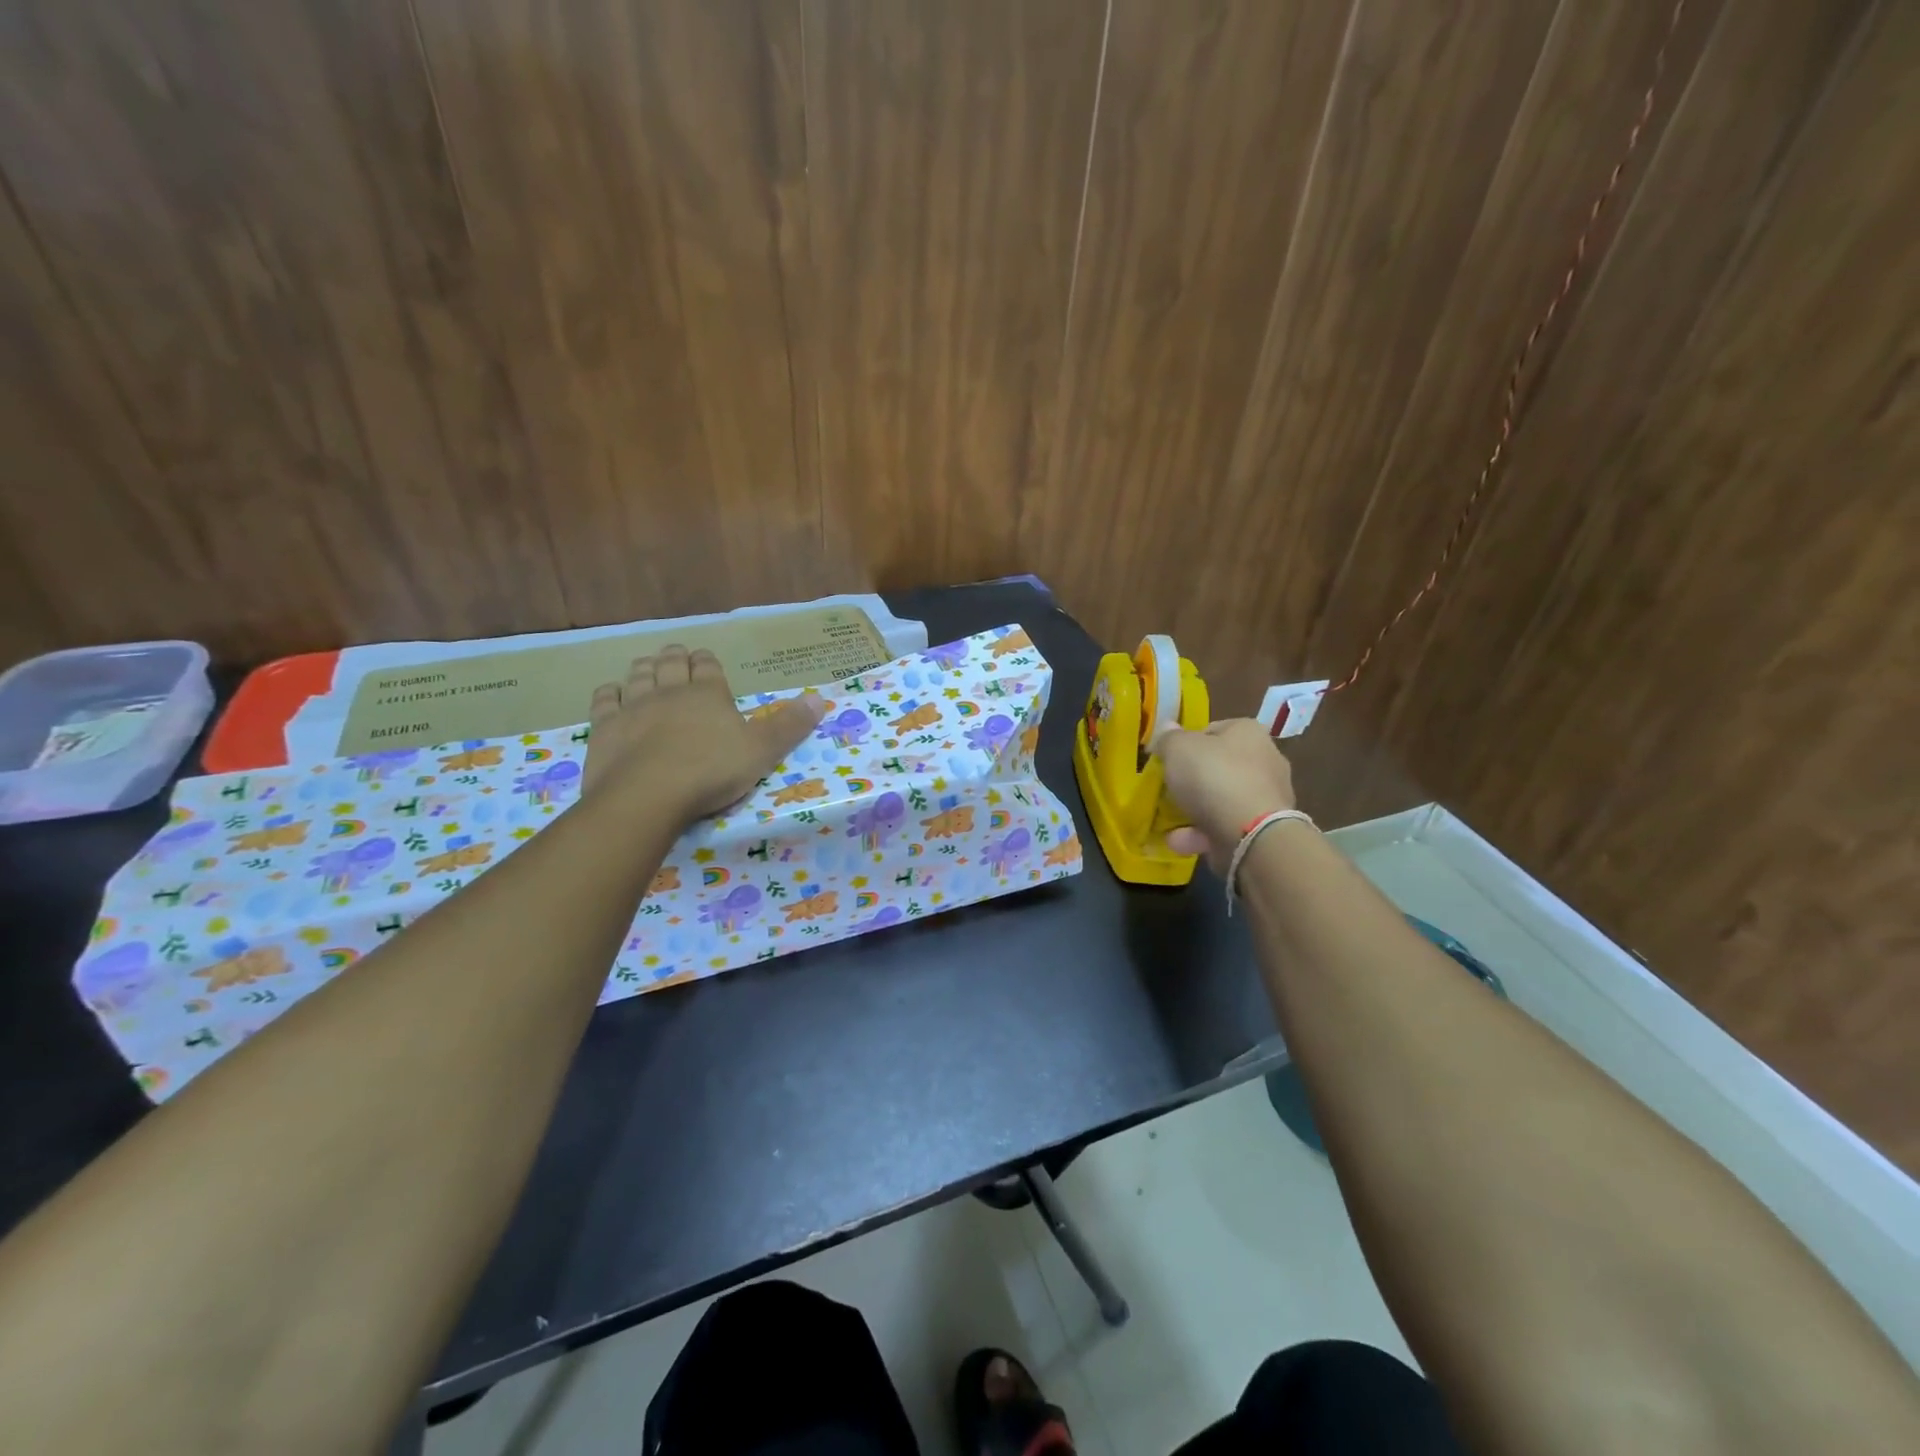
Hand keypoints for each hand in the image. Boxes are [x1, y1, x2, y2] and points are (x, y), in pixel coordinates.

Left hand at [583, 645, 825, 822]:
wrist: (648, 795)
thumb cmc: (712, 772)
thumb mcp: (762, 751)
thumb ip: (790, 725)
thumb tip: (820, 698)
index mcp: (708, 694)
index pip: (708, 665)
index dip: (707, 660)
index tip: (706, 660)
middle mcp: (669, 691)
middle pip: (669, 664)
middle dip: (674, 657)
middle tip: (675, 655)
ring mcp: (633, 707)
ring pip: (637, 675)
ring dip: (643, 668)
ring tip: (647, 667)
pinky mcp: (604, 728)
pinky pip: (604, 700)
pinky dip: (609, 692)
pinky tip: (611, 693)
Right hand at [1153, 719, 1296, 873]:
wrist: (1251, 834)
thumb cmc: (1214, 778)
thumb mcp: (1178, 749)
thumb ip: (1168, 739)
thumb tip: (1167, 730)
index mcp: (1248, 732)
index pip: (1211, 730)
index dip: (1185, 744)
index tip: (1168, 760)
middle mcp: (1265, 759)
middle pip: (1217, 766)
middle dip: (1192, 781)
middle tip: (1169, 790)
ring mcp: (1268, 796)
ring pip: (1221, 799)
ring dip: (1195, 811)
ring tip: (1169, 823)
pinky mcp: (1265, 828)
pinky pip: (1226, 826)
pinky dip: (1203, 833)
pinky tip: (1180, 841)